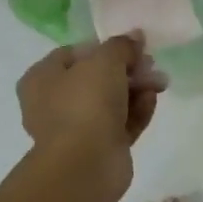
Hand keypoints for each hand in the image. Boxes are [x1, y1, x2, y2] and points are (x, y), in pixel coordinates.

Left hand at [16, 35, 161, 165]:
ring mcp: (76, 128)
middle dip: (128, 70)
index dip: (105, 47)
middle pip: (96, 78)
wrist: (86, 164)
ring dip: (136, 89)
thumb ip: (122, 46)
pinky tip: (153, 101)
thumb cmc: (86, 104)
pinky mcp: (98, 147)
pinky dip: (136, 111)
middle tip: (151, 65)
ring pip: (111, 101)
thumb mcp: (105, 61)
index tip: (133, 46)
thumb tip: (135, 37)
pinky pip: (120, 123)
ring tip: (160, 83)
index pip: (75, 53)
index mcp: (42, 78)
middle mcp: (54, 102)